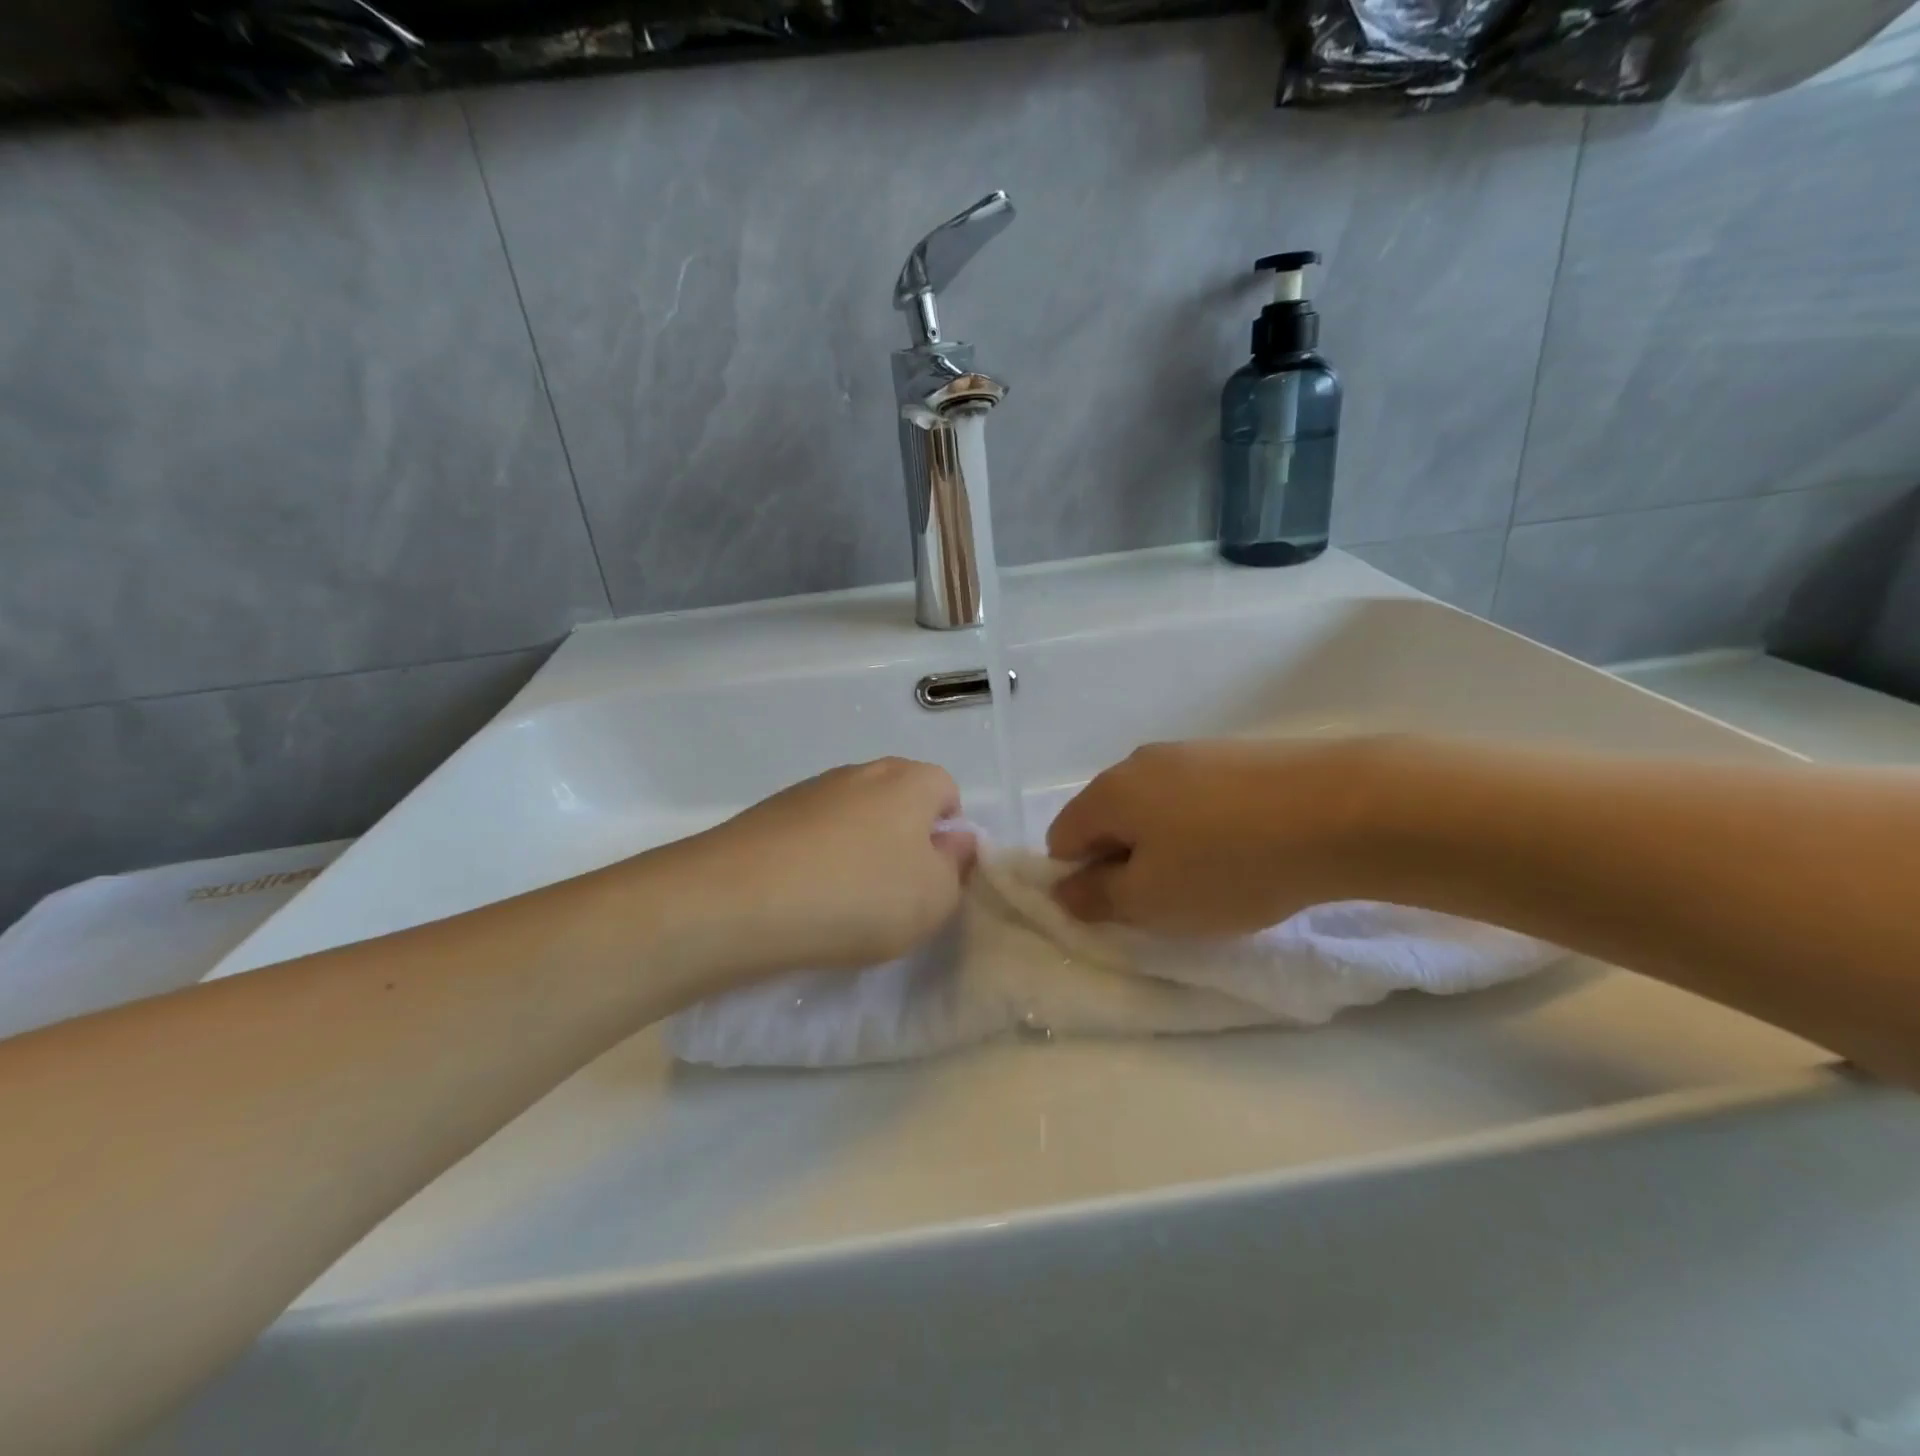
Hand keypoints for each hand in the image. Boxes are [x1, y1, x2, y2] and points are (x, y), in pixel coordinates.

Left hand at [657, 758, 975, 979]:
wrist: (738, 901)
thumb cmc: (857, 896)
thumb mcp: (934, 898)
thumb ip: (957, 867)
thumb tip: (955, 841)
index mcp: (909, 781)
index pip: (947, 791)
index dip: (949, 834)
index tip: (933, 878)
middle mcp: (861, 772)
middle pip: (899, 802)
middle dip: (904, 842)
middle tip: (894, 894)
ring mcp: (810, 790)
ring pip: (854, 819)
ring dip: (858, 852)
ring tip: (843, 903)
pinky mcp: (769, 814)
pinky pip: (812, 835)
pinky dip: (817, 860)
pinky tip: (803, 899)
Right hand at [1047, 738, 1375, 934]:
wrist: (1342, 808)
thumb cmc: (1229, 864)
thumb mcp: (1152, 901)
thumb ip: (1097, 898)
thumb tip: (1062, 890)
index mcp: (1108, 792)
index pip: (1062, 839)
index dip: (1082, 881)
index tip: (1125, 910)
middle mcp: (1140, 761)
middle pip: (1109, 820)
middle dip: (1126, 862)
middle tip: (1170, 900)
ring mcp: (1192, 752)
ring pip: (1156, 808)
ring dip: (1168, 845)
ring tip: (1216, 877)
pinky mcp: (1238, 754)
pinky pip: (1199, 797)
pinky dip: (1207, 827)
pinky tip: (1249, 848)